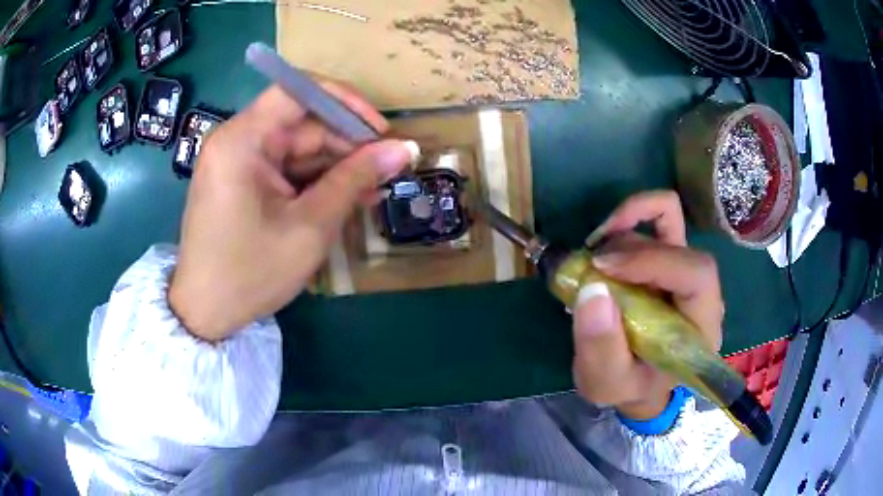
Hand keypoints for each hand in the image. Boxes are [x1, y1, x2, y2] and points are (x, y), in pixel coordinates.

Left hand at [169, 84, 417, 340]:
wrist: (205, 312)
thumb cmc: (251, 273)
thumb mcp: (310, 226)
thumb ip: (355, 179)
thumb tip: (404, 149)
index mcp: (241, 140)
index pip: (298, 91)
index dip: (345, 102)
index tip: (379, 131)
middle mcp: (236, 139)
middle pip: (301, 122)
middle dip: (346, 143)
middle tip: (386, 169)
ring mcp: (237, 160)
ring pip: (297, 147)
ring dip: (335, 166)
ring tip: (373, 189)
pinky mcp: (241, 180)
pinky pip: (285, 168)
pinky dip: (314, 180)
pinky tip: (345, 197)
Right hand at [571, 191, 723, 418]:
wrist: (640, 382)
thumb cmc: (630, 386)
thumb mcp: (607, 383)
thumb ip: (601, 349)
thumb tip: (592, 290)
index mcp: (702, 326)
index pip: (696, 274)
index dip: (653, 261)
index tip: (602, 267)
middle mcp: (703, 292)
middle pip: (679, 244)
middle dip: (630, 248)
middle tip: (590, 267)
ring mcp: (687, 269)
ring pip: (668, 222)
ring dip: (624, 231)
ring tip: (592, 262)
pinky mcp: (671, 258)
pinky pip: (661, 218)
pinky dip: (632, 217)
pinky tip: (607, 239)